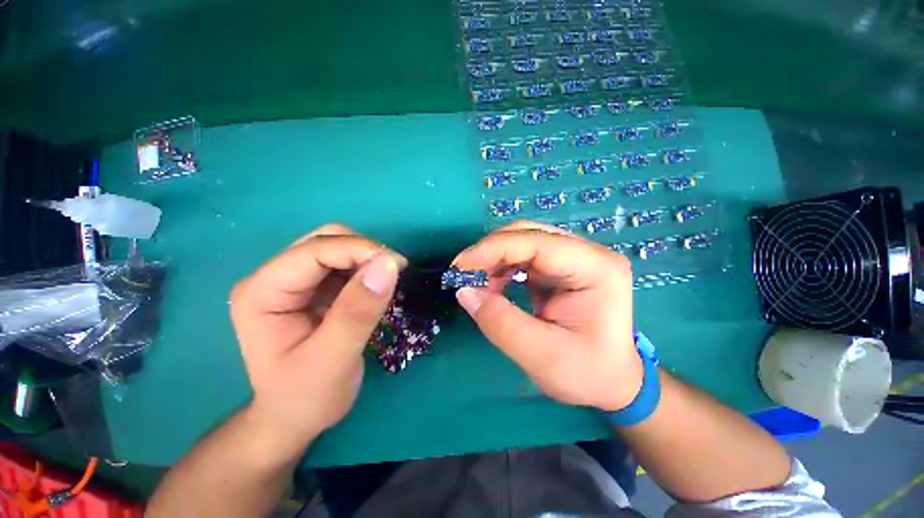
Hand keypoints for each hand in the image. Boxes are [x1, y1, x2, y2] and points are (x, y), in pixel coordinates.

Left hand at [229, 224, 404, 457]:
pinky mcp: (314, 288)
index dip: (359, 250)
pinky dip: (366, 269)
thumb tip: (388, 265)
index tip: (398, 265)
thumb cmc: (305, 397)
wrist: (294, 417)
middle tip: (393, 274)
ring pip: (338, 247)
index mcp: (262, 292)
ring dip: (367, 260)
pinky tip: (375, 289)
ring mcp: (294, 281)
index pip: (314, 251)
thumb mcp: (333, 360)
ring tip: (385, 285)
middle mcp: (274, 278)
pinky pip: (345, 264)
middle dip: (364, 252)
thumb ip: (358, 311)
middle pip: (325, 240)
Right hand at [453, 220, 641, 411]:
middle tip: (464, 275)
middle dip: (491, 251)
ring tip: (478, 284)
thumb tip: (464, 291)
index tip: (459, 267)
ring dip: (494, 259)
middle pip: (528, 234)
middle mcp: (587, 253)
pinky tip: (494, 285)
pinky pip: (523, 255)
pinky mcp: (561, 267)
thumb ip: (500, 323)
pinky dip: (502, 266)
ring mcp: (574, 257)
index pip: (537, 243)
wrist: (613, 382)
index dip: (493, 249)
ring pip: (522, 241)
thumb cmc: (588, 373)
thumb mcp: (542, 356)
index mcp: (595, 268)